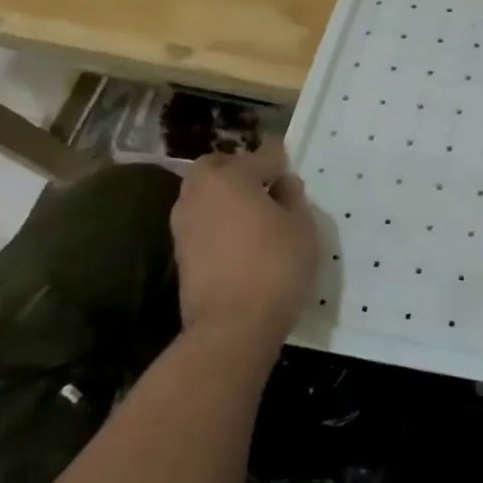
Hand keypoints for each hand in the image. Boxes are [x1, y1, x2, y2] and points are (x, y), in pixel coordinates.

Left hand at [170, 142, 318, 362]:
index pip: (262, 155)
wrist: (231, 327)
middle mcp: (199, 192)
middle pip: (219, 167)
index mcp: (230, 178)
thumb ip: (292, 197)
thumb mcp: (302, 227)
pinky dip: (218, 219)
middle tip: (267, 186)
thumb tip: (281, 184)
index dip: (280, 158)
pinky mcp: (180, 251)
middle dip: (241, 169)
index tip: (290, 165)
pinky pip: (202, 219)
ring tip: (254, 213)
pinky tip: (240, 236)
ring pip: (205, 193)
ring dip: (226, 195)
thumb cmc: (275, 266)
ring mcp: (183, 223)